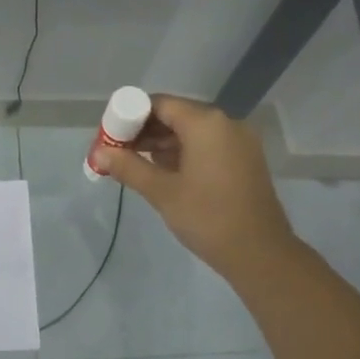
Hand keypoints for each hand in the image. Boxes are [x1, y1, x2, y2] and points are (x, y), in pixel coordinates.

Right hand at [94, 94, 297, 281]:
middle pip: (176, 115)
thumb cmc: (208, 217)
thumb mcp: (162, 192)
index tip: (110, 135)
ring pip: (192, 131)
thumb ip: (128, 167)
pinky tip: (164, 173)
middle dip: (145, 131)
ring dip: (163, 143)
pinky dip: (184, 153)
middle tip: (118, 152)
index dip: (130, 116)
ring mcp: (239, 141)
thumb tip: (99, 153)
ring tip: (135, 165)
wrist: (260, 254)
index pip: (160, 104)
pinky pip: (208, 145)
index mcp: (206, 123)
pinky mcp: (245, 160)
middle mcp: (226, 123)